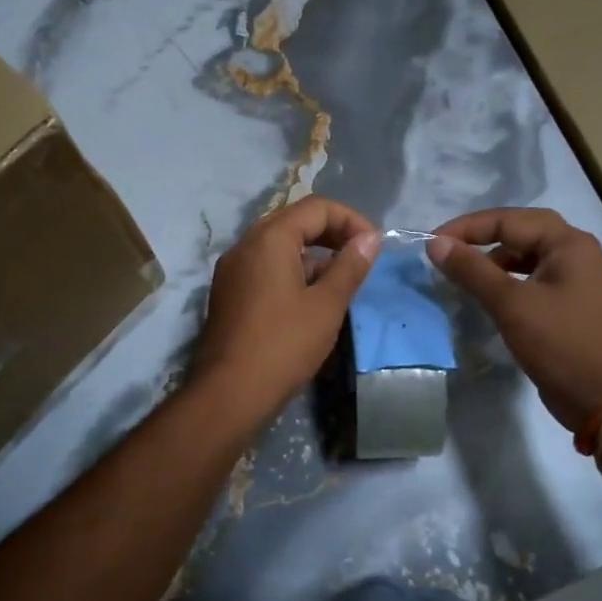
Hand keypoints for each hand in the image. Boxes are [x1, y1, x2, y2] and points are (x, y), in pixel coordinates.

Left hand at [189, 196, 380, 428]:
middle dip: (331, 234)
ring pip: (279, 246)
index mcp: (269, 238)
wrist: (229, 393)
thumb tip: (370, 238)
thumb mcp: (326, 305)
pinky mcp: (228, 293)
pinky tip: (310, 301)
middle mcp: (245, 245)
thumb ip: (350, 266)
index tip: (373, 247)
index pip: (316, 207)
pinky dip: (291, 272)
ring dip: (313, 256)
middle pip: (294, 221)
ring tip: (339, 284)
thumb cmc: (284, 345)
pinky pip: (264, 267)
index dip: (351, 220)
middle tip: (359, 258)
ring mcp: (232, 269)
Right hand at [427, 208, 601, 431]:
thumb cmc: (560, 344)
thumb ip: (471, 270)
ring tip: (462, 272)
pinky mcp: (569, 303)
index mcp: (568, 243)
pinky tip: (487, 294)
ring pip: (526, 255)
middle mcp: (575, 252)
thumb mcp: (511, 304)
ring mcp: (575, 278)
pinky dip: (506, 280)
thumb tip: (435, 243)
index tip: (431, 242)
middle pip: (520, 231)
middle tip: (446, 248)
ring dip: (493, 259)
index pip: (509, 220)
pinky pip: (532, 277)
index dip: (467, 227)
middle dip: (481, 237)